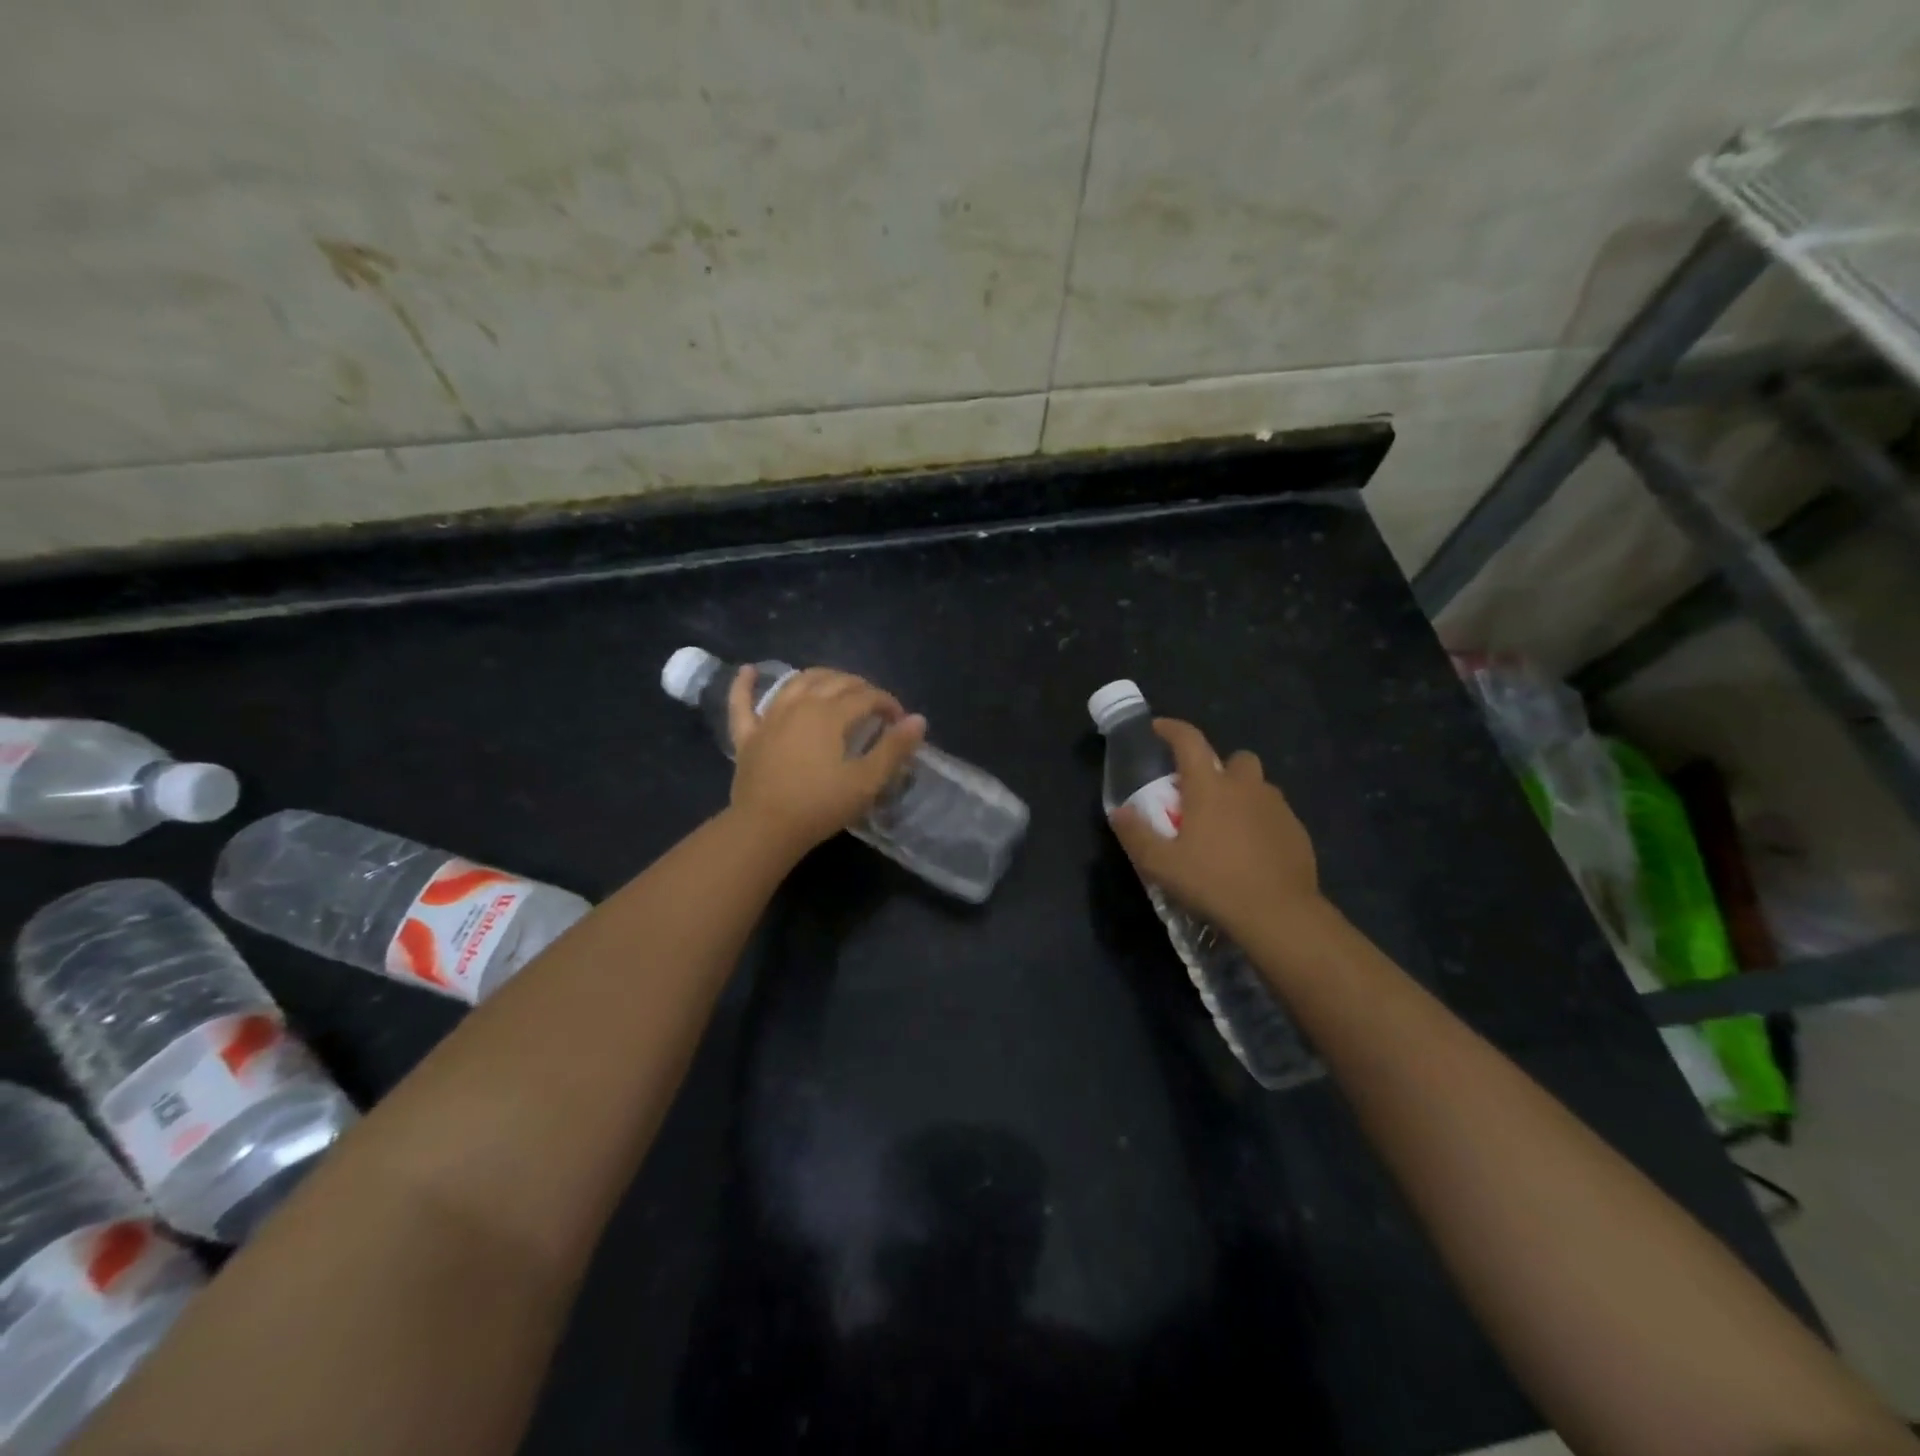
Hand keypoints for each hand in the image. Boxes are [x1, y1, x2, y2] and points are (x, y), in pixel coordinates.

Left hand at [727, 666, 927, 855]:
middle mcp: (800, 704)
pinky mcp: (748, 735)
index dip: (888, 703)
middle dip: (860, 687)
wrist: (765, 828)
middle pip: (834, 682)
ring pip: (797, 682)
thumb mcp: (866, 781)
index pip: (867, 696)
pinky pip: (742, 702)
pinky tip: (749, 670)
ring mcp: (770, 717)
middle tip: (874, 705)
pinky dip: (745, 684)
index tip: (900, 721)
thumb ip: (894, 748)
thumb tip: (918, 719)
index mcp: (831, 713)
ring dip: (820, 677)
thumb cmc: (820, 805)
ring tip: (835, 684)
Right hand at [1109, 718, 1324, 939]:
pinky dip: (1261, 823)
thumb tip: (1118, 812)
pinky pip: (1275, 815)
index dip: (1172, 729)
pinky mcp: (1297, 832)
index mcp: (1210, 787)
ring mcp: (1277, 808)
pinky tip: (1251, 852)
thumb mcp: (1161, 865)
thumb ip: (1136, 834)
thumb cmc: (1213, 882)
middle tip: (1203, 795)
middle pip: (1236, 759)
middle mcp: (1246, 787)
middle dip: (1220, 768)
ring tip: (1227, 827)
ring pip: (1259, 787)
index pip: (1190, 742)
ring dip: (1242, 796)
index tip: (1158, 728)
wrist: (1279, 914)